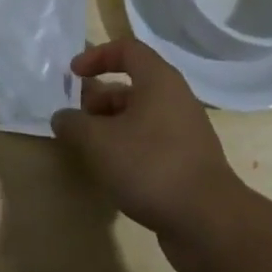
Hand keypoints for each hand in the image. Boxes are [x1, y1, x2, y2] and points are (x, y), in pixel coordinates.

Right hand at [50, 38, 248, 271]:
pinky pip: (152, 142)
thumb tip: (62, 117)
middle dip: (100, 98)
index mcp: (159, 80)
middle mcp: (175, 98)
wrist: (209, 223)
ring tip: (89, 150)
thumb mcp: (100, 143)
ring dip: (112, 126)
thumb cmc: (151, 166)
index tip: (74, 74)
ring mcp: (186, 131)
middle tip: (77, 119)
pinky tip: (114, 173)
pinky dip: (130, 148)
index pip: (126, 49)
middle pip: (133, 84)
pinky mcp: (189, 162)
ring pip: (141, 116)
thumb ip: (75, 125)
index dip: (97, 56)